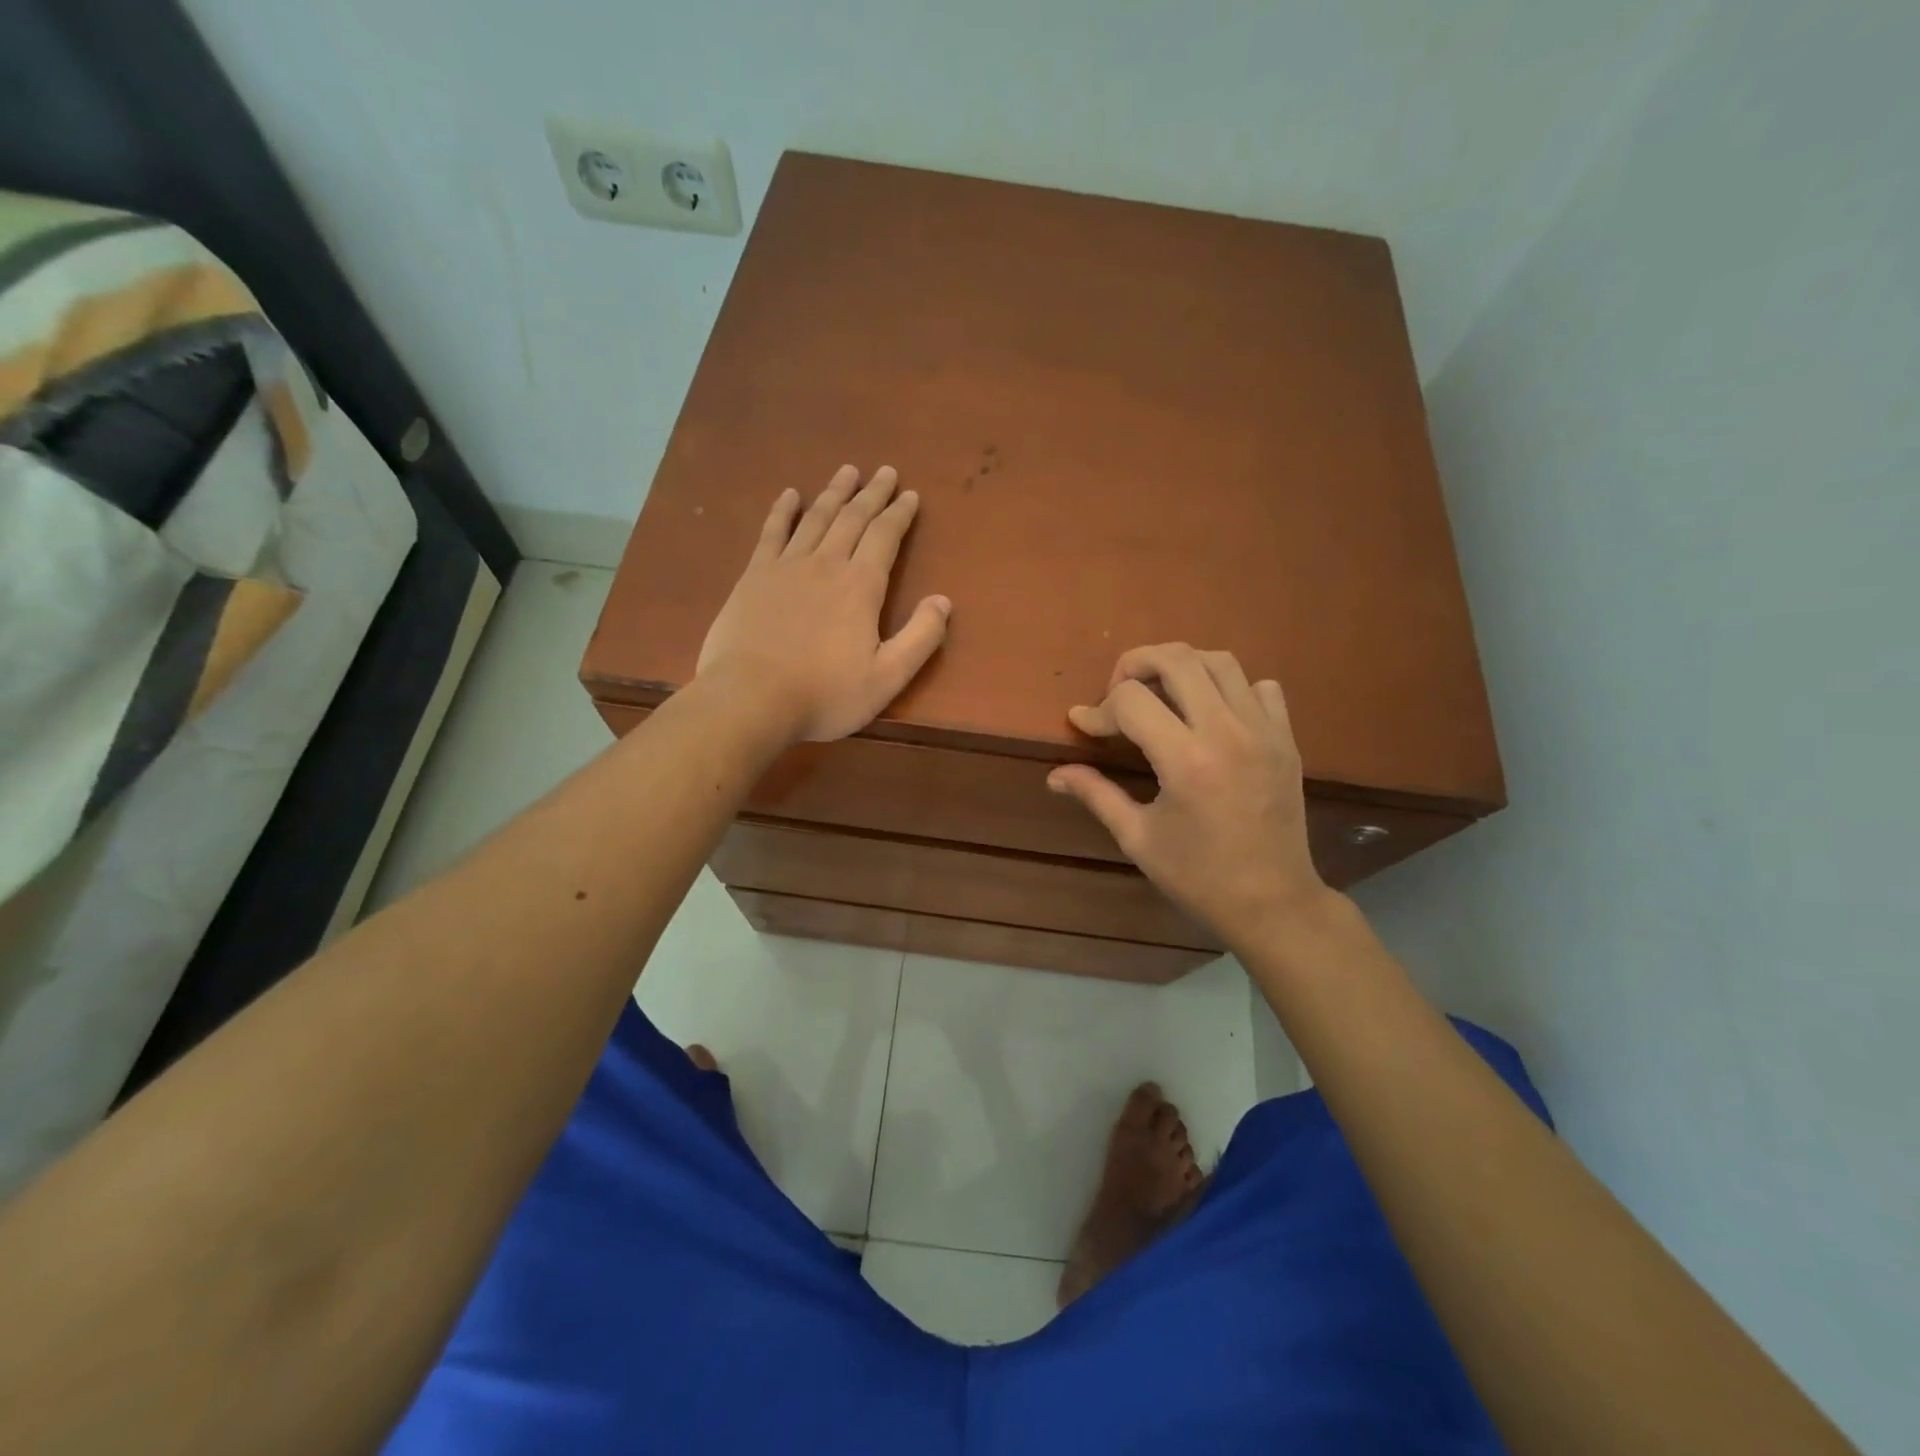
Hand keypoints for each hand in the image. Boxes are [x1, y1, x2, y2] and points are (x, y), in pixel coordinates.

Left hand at [696, 465, 950, 742]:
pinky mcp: (753, 577)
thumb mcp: (887, 677)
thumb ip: (920, 637)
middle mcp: (826, 564)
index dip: (899, 514)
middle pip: (853, 518)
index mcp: (861, 586)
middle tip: (885, 472)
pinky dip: (782, 511)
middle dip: (872, 494)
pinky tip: (789, 495)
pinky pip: (771, 533)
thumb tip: (943, 601)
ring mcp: (786, 566)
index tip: (910, 495)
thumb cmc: (825, 695)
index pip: (885, 537)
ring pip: (816, 518)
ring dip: (834, 493)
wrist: (751, 700)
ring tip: (848, 471)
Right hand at [1047, 643, 1329, 947]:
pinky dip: (1230, 687)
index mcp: (1186, 760)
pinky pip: (1261, 686)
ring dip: (1181, 667)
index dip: (1098, 709)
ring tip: (1161, 694)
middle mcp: (1227, 732)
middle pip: (1176, 658)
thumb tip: (1055, 774)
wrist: (1273, 903)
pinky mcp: (1286, 739)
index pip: (1131, 700)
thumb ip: (1096, 794)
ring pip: (1220, 661)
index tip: (1084, 726)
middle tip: (1118, 694)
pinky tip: (1211, 714)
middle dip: (1135, 664)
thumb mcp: (1138, 838)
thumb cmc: (1198, 876)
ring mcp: (1264, 731)